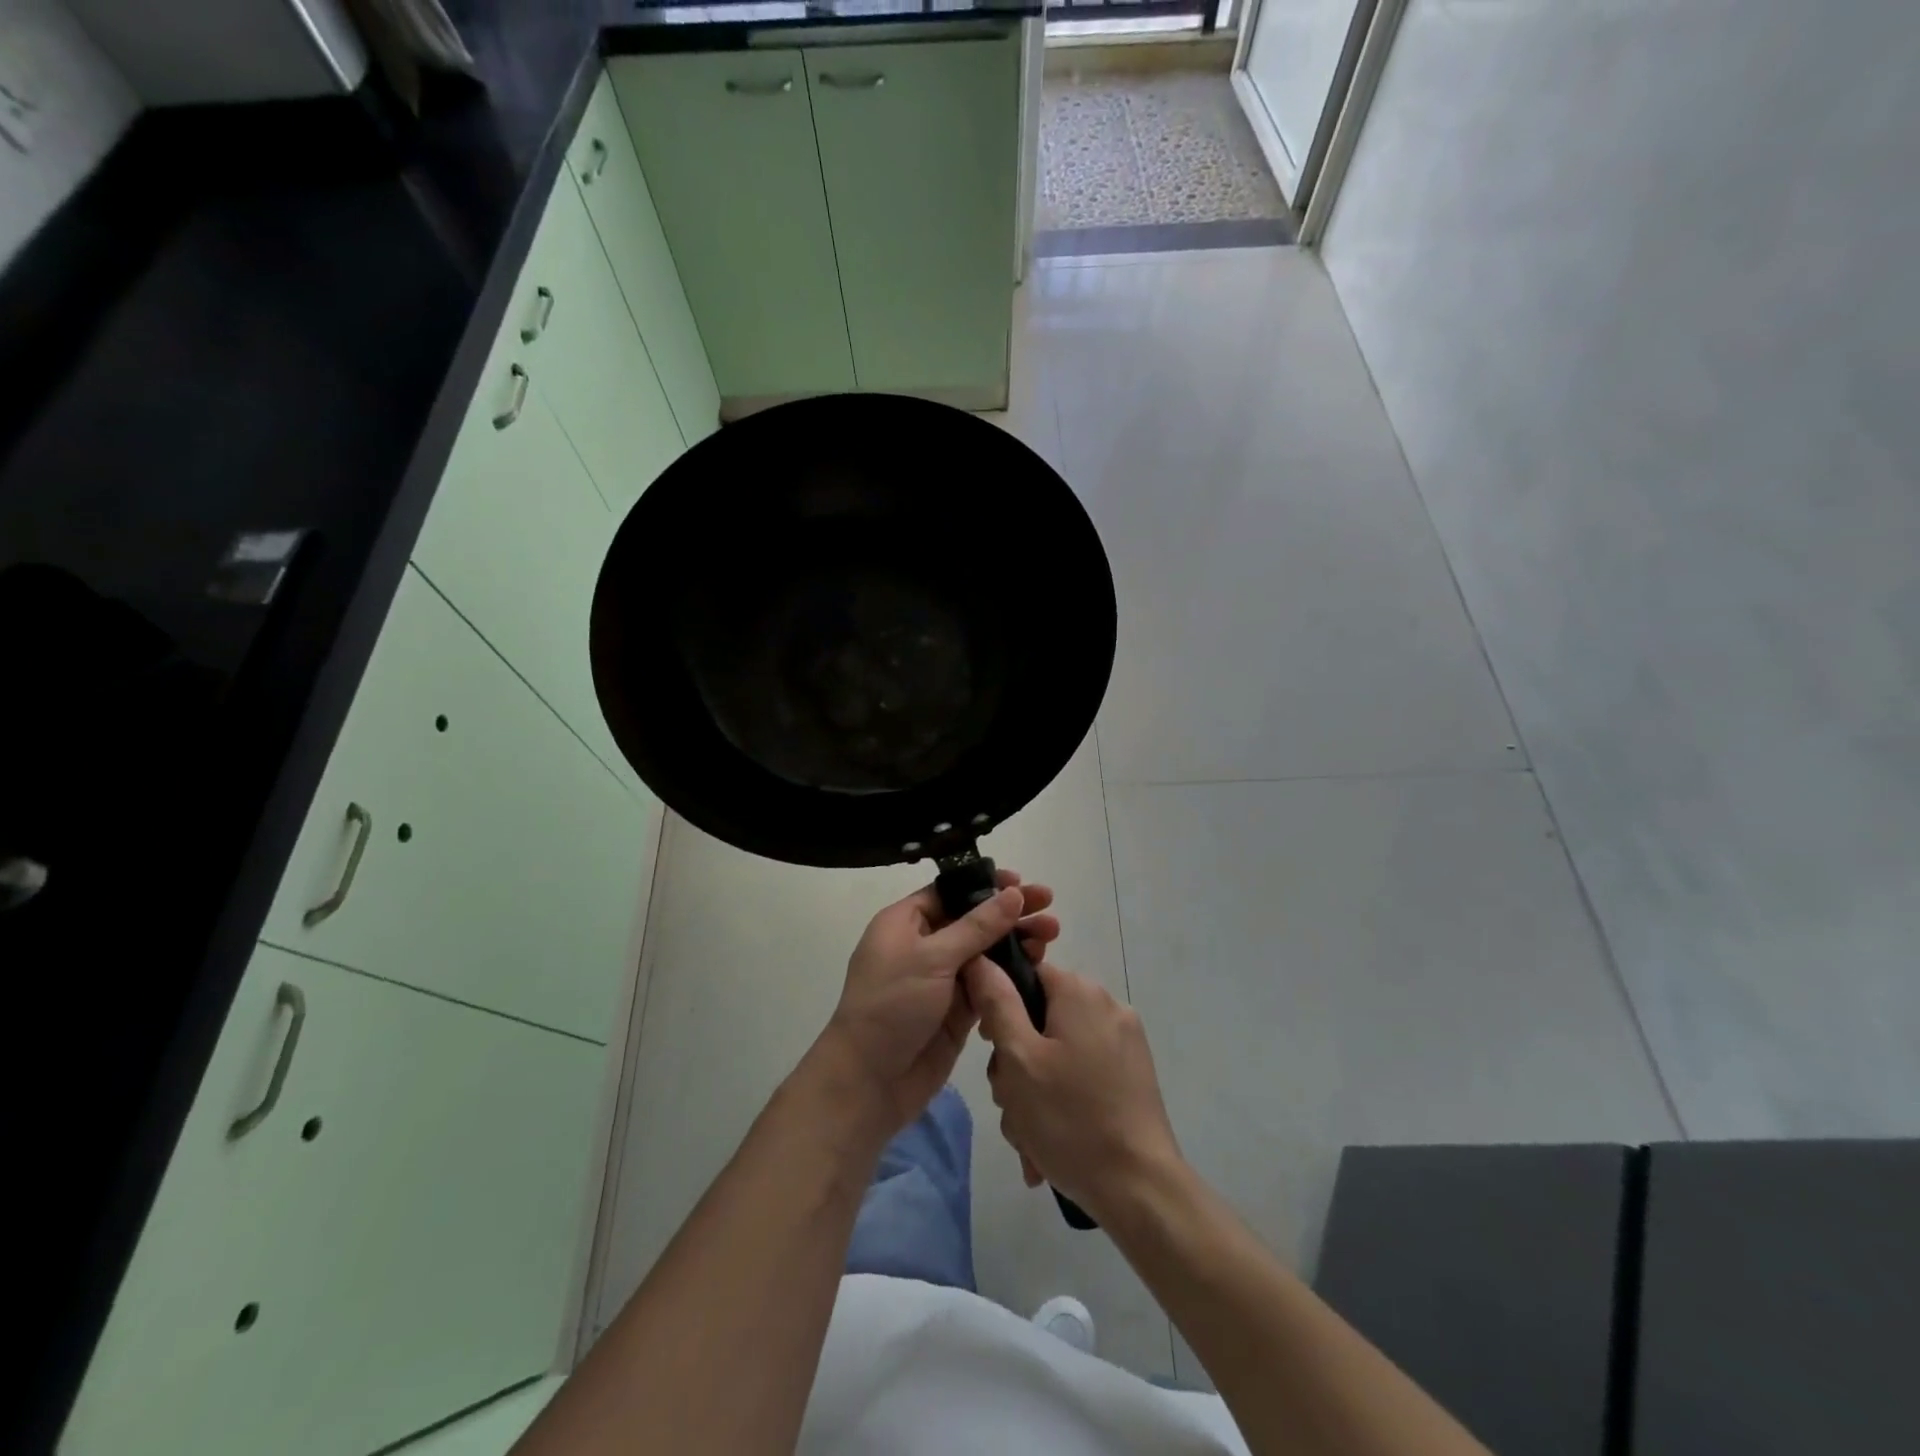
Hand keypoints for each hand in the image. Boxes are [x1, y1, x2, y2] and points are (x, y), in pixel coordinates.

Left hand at [817, 871, 1059, 1133]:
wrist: (870, 1082)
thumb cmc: (892, 1005)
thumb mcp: (933, 958)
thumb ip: (977, 926)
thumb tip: (1012, 893)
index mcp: (904, 923)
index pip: (950, 892)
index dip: (985, 885)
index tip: (1021, 882)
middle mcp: (923, 946)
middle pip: (973, 920)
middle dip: (1010, 914)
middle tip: (1049, 908)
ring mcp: (941, 979)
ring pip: (985, 952)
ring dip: (1016, 942)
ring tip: (1051, 936)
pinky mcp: (957, 1010)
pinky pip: (989, 984)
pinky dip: (1011, 974)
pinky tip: (1038, 966)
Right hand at [964, 958, 1183, 1223]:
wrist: (1139, 1188)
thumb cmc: (1069, 1118)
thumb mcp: (1018, 1059)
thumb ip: (996, 1003)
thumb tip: (980, 959)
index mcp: (1079, 991)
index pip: (1025, 975)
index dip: (999, 1008)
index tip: (992, 1050)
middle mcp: (1107, 1005)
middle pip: (1040, 1019)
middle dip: (1016, 1064)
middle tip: (1011, 1103)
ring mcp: (1125, 1041)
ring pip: (1058, 1053)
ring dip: (1035, 1091)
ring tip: (1030, 1137)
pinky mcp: (1133, 1074)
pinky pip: (1082, 1073)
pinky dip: (1063, 1101)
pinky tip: (1052, 1143)